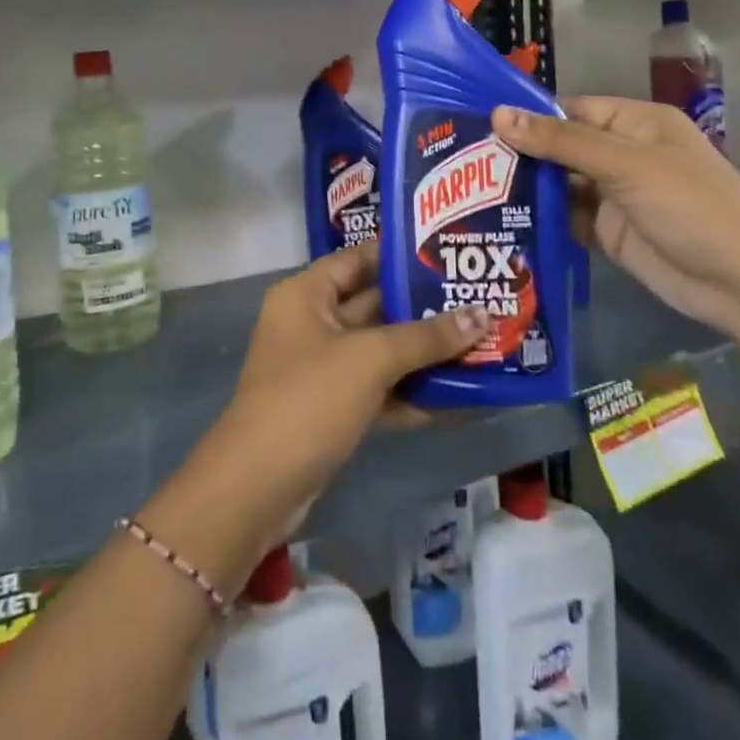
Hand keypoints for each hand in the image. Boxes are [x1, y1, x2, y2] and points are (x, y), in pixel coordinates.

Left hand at [213, 241, 489, 541]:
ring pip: (379, 350)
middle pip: (374, 304)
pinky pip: (377, 388)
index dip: (402, 254)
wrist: (257, 486)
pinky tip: (457, 396)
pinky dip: (410, 392)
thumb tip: (482, 315)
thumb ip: (426, 337)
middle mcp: (311, 322)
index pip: (359, 258)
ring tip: (479, 343)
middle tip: (478, 299)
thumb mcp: (370, 359)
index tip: (449, 253)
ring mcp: (321, 367)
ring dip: (423, 353)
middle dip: (423, 307)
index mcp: (307, 294)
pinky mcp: (331, 407)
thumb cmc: (309, 399)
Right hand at [492, 95, 739, 341]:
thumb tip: (498, 114)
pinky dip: (540, 221)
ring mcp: (614, 196)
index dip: (527, 116)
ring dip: (526, 189)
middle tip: (462, 162)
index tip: (476, 125)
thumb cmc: (690, 205)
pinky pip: (566, 220)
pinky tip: (501, 222)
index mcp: (632, 124)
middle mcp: (620, 155)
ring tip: (470, 192)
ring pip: (559, 185)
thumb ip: (560, 142)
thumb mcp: (624, 165)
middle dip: (519, 154)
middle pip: (560, 148)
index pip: (568, 110)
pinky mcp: (608, 234)